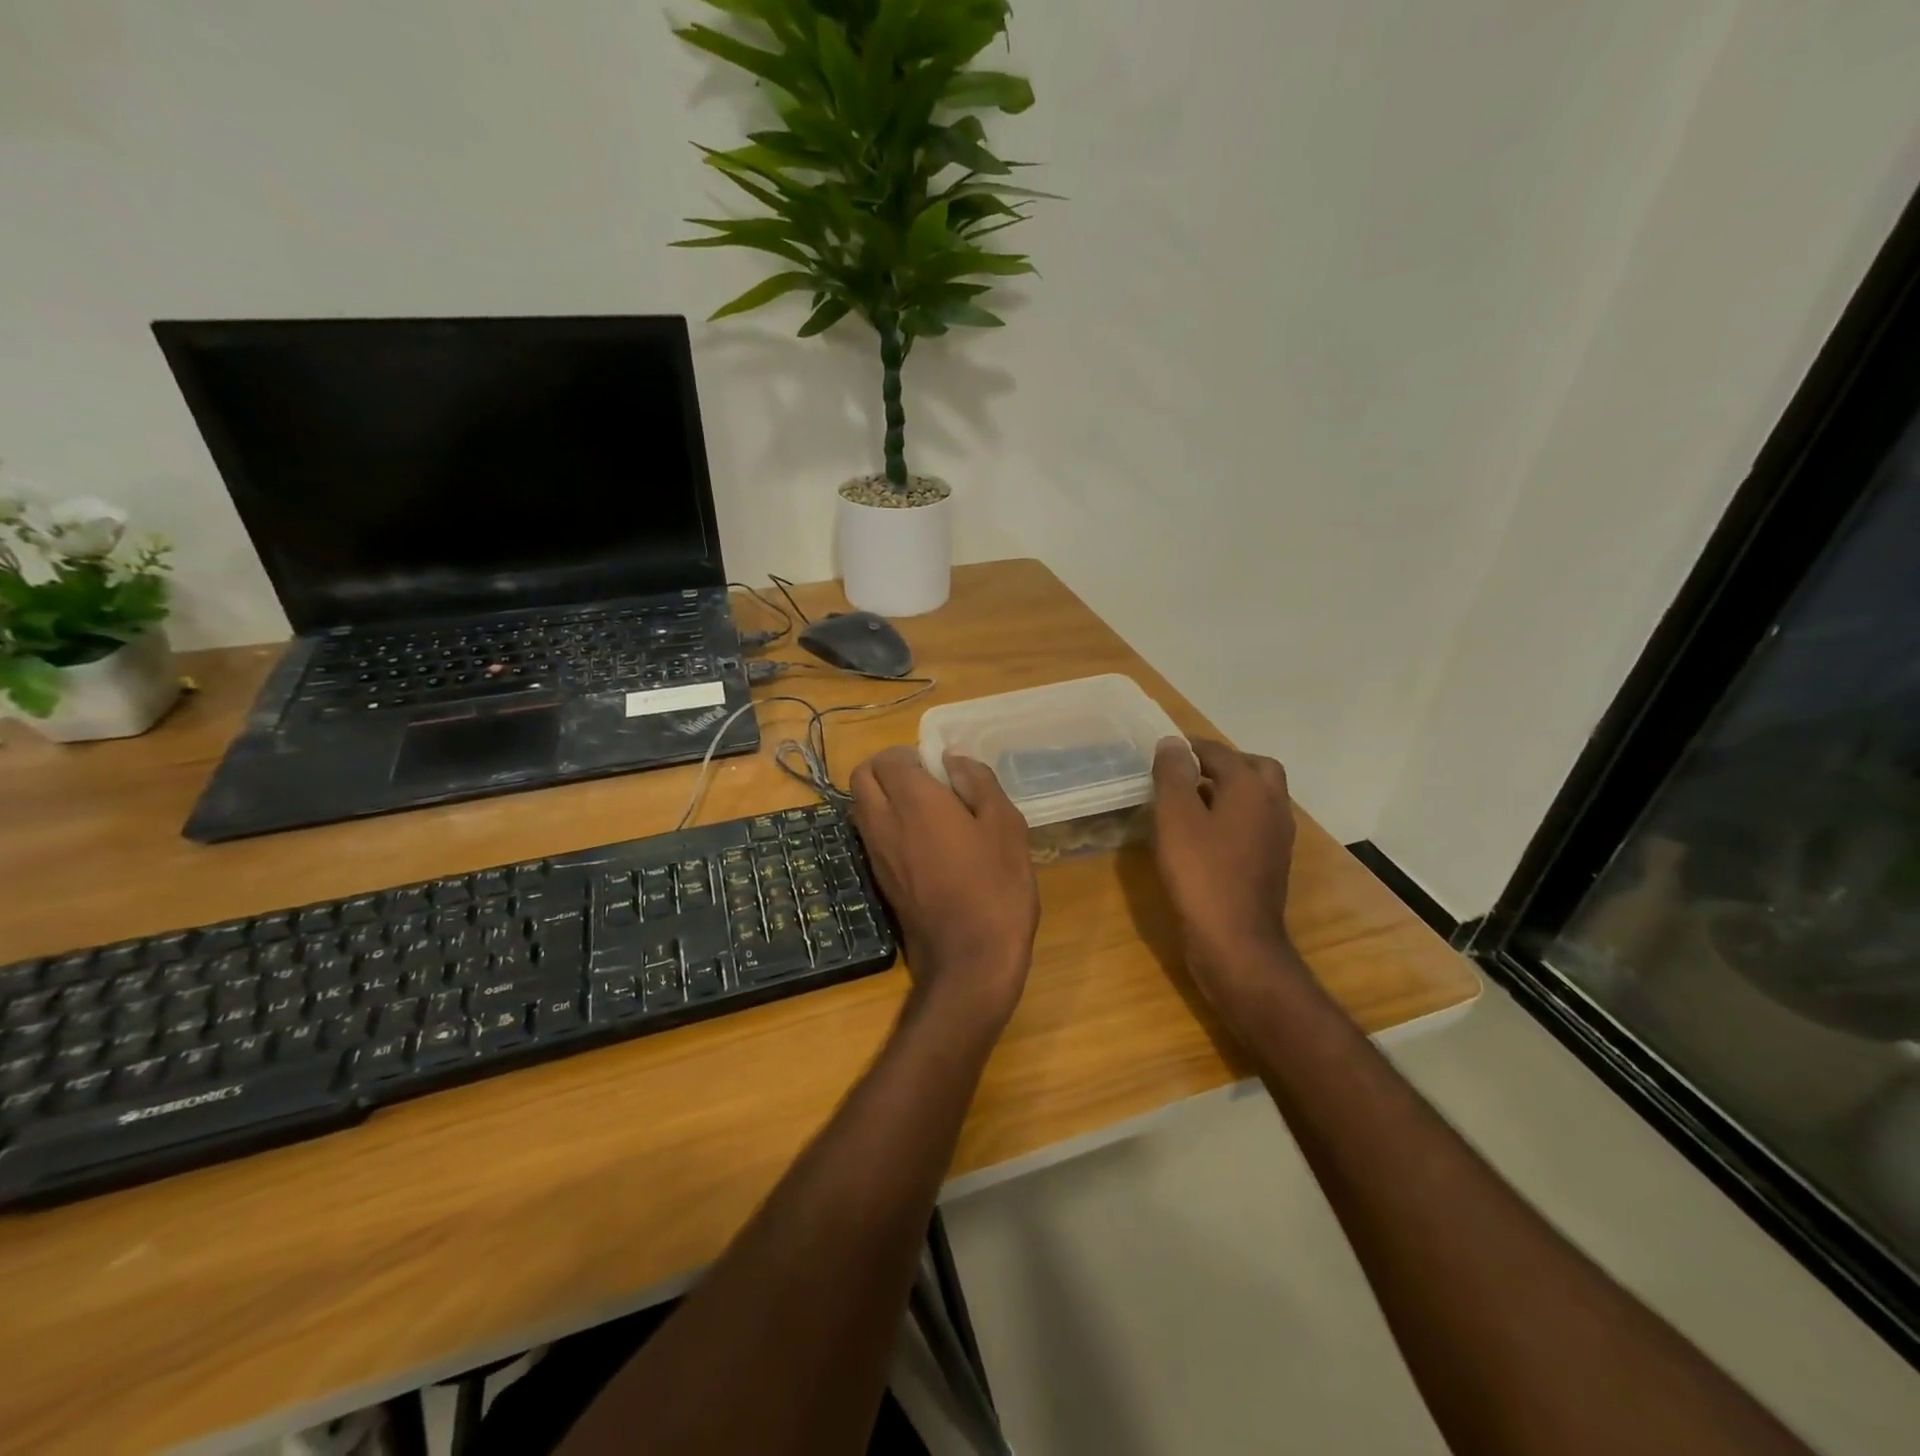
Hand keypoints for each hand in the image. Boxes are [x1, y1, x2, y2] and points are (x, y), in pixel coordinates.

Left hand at [850, 746, 1039, 1039]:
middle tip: (925, 781)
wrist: (970, 959)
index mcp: (914, 801)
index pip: (888, 758)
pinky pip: (869, 835)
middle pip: (862, 777)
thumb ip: (978, 782)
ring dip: (882, 796)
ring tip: (926, 811)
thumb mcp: (1005, 825)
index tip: (938, 767)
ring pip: (860, 806)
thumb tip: (953, 757)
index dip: (910, 754)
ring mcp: (875, 854)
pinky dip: (885, 824)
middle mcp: (884, 822)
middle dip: (886, 769)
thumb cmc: (996, 886)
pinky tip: (922, 842)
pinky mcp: (879, 879)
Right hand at [1152, 738, 1307, 1016]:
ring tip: (1190, 799)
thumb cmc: (1201, 874)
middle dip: (1222, 763)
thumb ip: (1173, 775)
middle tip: (1188, 771)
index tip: (1163, 750)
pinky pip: (1253, 823)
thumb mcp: (1176, 818)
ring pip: (1257, 797)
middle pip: (1253, 768)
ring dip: (1229, 789)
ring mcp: (1277, 837)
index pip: (1220, 752)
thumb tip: (1173, 742)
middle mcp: (1273, 806)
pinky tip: (1204, 834)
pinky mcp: (1271, 863)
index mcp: (1252, 788)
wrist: (1235, 941)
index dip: (1190, 747)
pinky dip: (1232, 815)